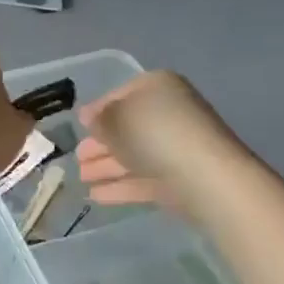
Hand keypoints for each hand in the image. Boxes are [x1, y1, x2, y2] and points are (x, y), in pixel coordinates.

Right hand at [76, 70, 236, 204]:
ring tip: (81, 179)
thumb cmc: (155, 133)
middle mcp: (169, 113)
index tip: (79, 125)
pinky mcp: (180, 179)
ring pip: (134, 155)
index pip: (120, 95)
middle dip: (100, 143)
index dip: (97, 110)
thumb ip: (99, 118)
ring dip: (106, 167)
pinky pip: (143, 179)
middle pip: (127, 128)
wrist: (205, 177)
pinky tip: (96, 196)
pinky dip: (120, 186)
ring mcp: (176, 149)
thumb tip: (93, 120)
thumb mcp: (116, 118)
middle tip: (78, 157)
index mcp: (157, 87)